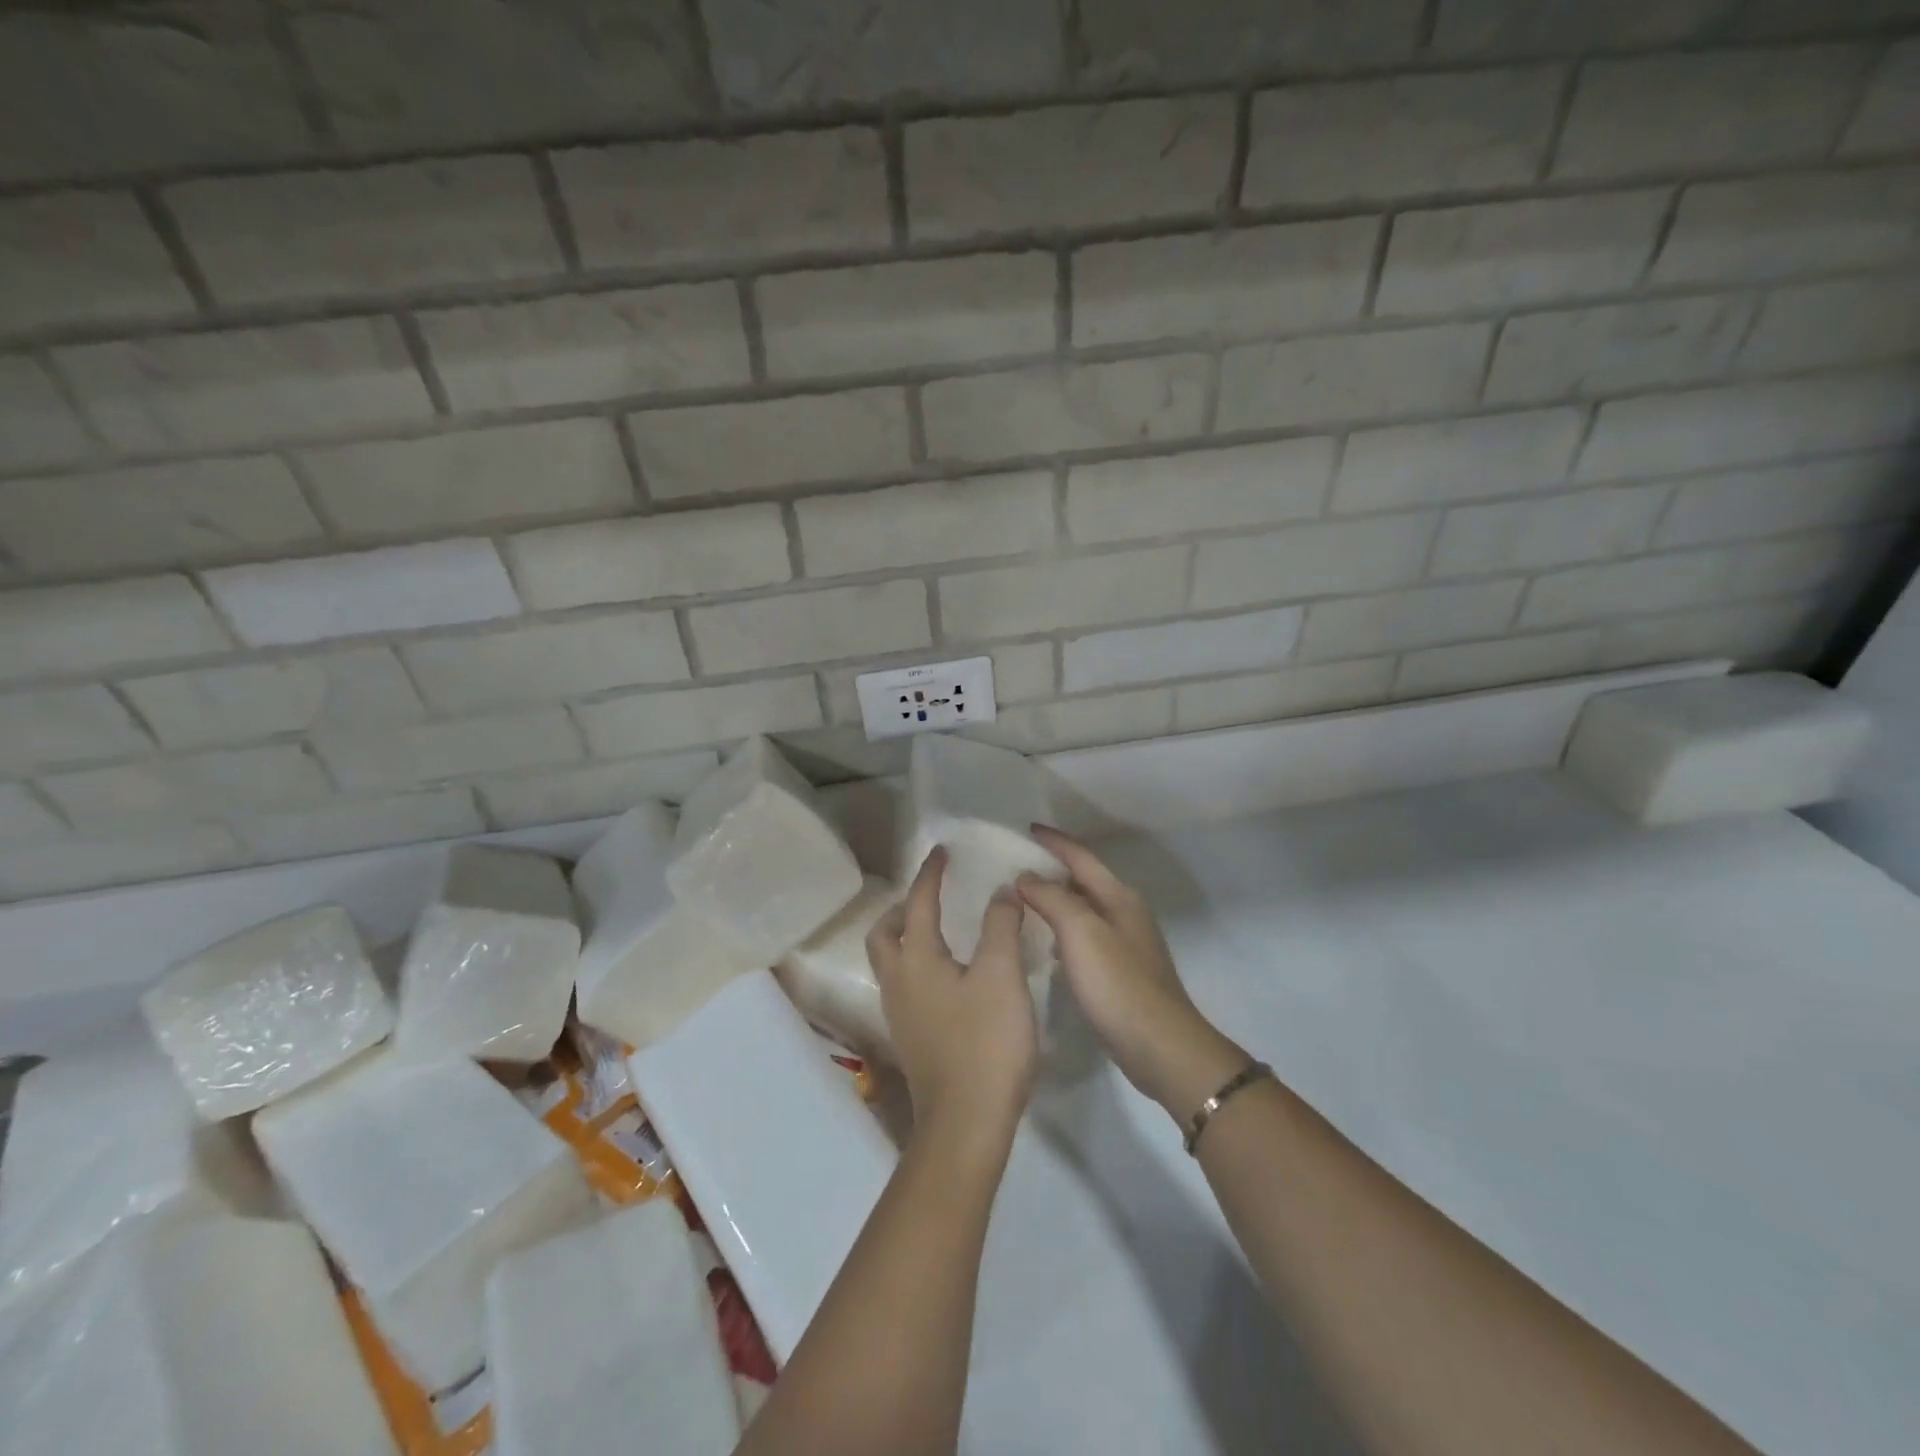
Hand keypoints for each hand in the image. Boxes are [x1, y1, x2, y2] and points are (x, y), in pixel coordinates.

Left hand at [866, 846, 1037, 1146]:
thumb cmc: (985, 1042)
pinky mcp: (913, 1039)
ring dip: (907, 937)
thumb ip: (1000, 926)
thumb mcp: (1002, 974)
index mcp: (916, 960)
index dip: (930, 874)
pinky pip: (906, 986)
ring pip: (891, 962)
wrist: (966, 1123)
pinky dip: (918, 965)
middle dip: (903, 908)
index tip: (941, 851)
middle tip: (930, 895)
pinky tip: (950, 976)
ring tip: (940, 930)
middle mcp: (898, 983)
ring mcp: (901, 1015)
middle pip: (885, 934)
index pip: (918, 903)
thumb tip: (1000, 891)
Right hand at [1017, 826, 1245, 1117]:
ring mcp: (1125, 943)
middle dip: (1052, 868)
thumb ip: (1052, 898)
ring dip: (1056, 900)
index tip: (1026, 828)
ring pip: (1083, 908)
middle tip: (1016, 865)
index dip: (1054, 841)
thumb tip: (1026, 877)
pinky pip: (1084, 936)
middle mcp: (1125, 912)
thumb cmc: (1117, 984)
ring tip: (1023, 901)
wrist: (1159, 1045)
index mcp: (1118, 896)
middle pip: (1084, 879)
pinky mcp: (1120, 971)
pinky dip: (1062, 929)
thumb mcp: (1080, 932)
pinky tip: (1046, 943)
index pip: (1081, 857)